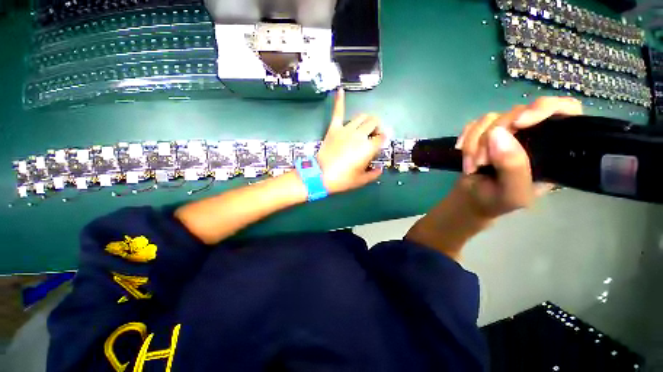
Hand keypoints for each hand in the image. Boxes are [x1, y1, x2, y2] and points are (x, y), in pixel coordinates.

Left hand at [316, 88, 385, 193]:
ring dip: (367, 119)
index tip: (381, 142)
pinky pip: (337, 112)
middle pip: (374, 122)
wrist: (321, 176)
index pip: (382, 137)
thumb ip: (373, 174)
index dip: (384, 139)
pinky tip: (340, 90)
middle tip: (374, 134)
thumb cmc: (343, 179)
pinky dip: (339, 100)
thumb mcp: (361, 180)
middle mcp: (359, 135)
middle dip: (377, 126)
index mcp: (368, 148)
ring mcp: (346, 129)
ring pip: (361, 117)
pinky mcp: (334, 128)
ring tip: (366, 124)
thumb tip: (380, 169)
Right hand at [454, 96, 582, 217]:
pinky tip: (461, 152)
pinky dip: (465, 139)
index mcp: (551, 149)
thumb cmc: (496, 201)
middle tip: (481, 162)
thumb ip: (513, 167)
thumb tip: (498, 134)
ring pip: (490, 119)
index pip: (564, 111)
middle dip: (492, 137)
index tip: (518, 123)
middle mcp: (531, 135)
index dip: (544, 108)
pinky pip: (473, 125)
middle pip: (516, 113)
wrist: (470, 200)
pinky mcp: (484, 133)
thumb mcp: (512, 193)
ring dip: (474, 143)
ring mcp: (506, 133)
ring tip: (472, 165)